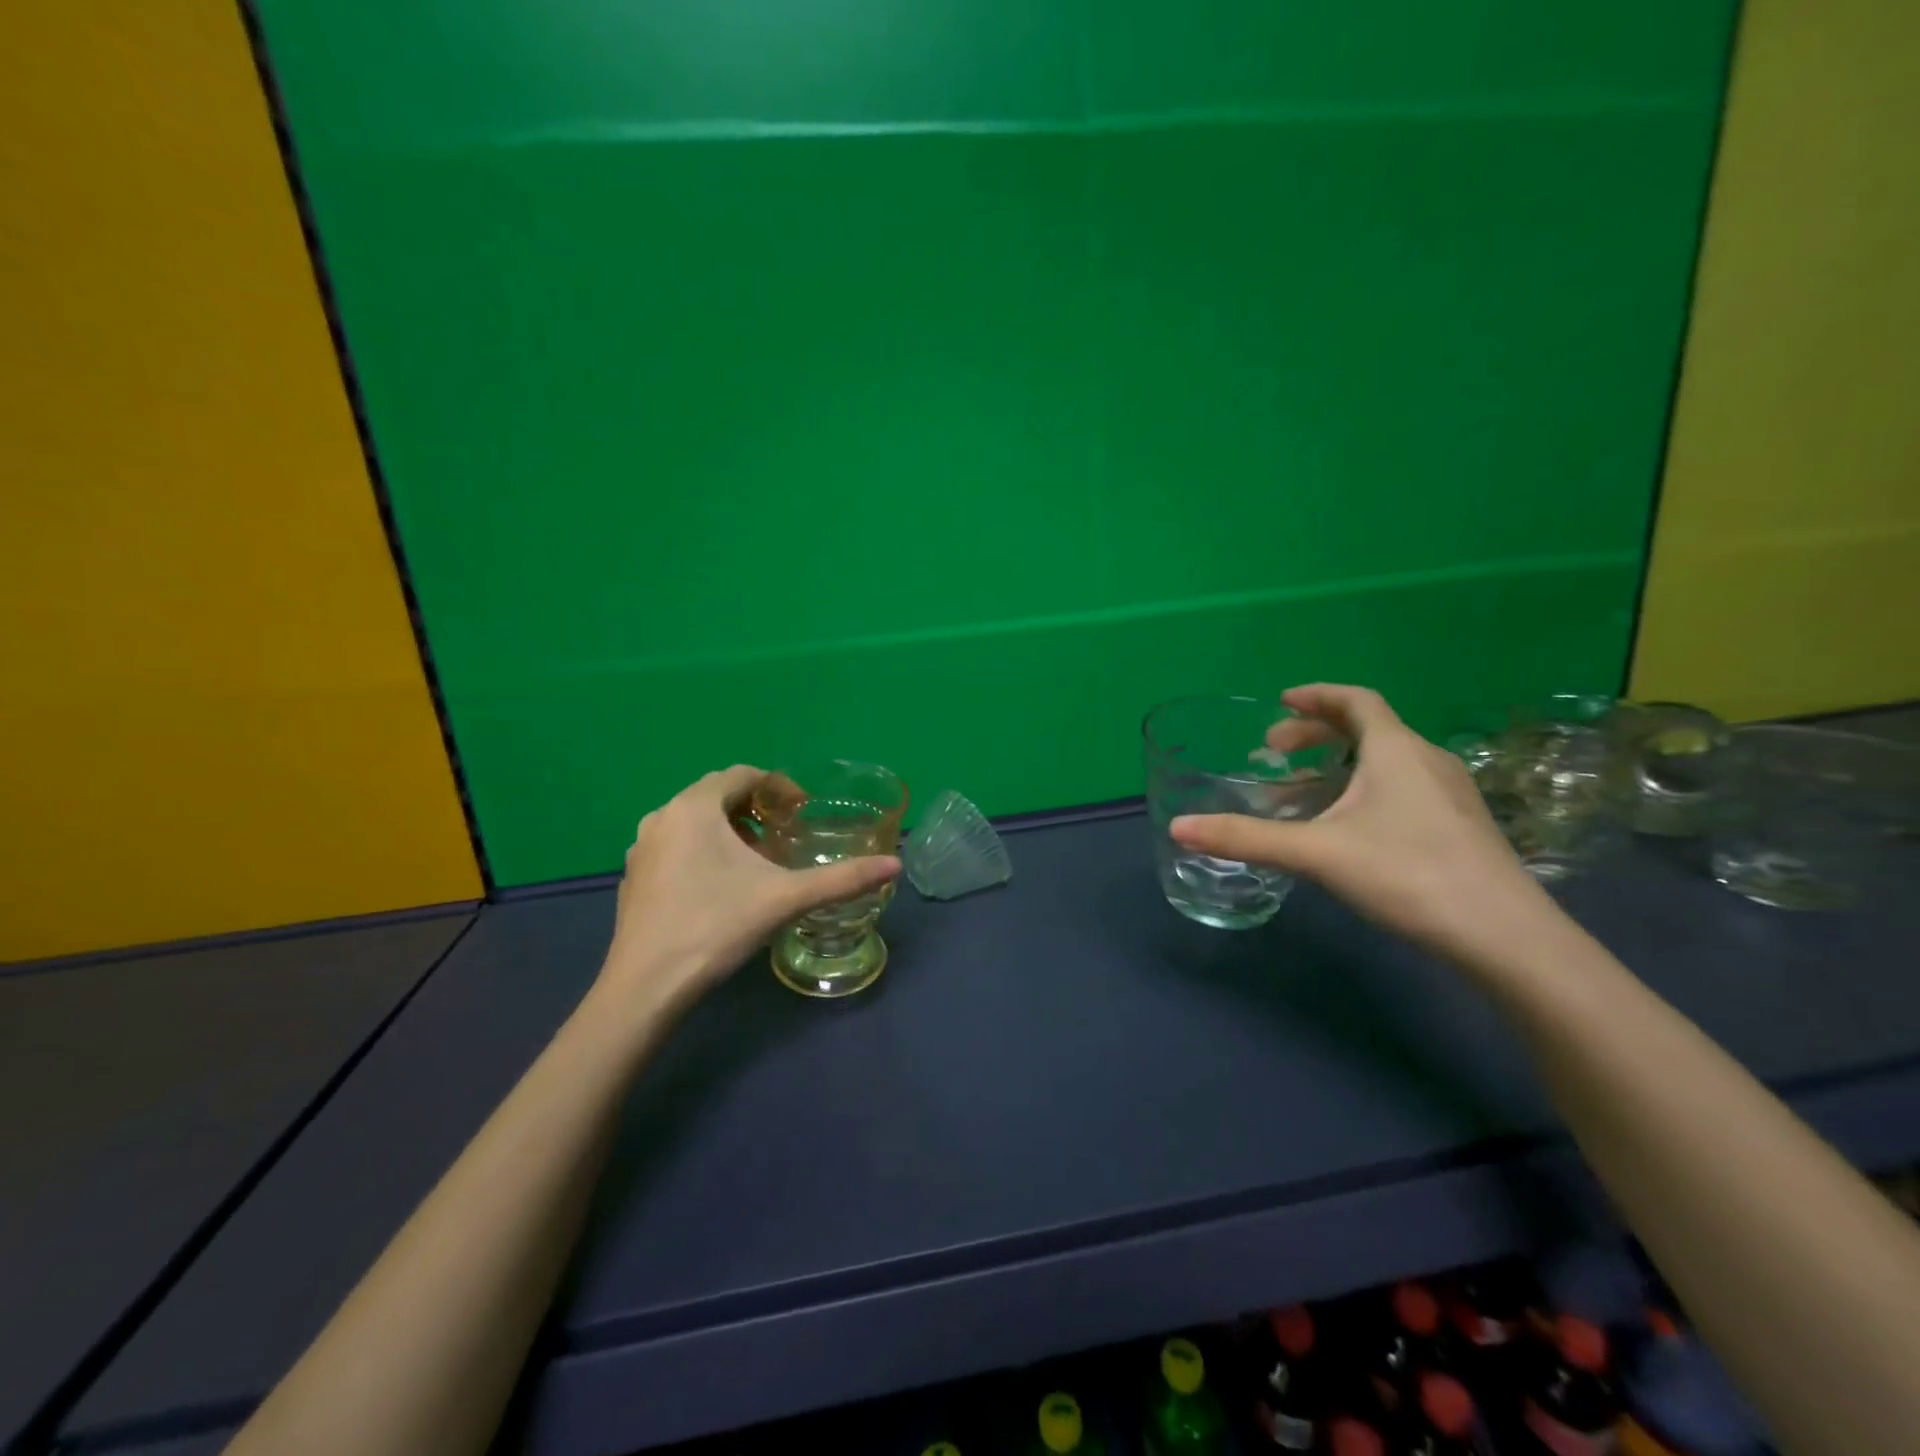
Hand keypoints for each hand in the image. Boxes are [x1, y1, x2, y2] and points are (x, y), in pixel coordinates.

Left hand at [598, 766, 899, 1009]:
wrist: (646, 987)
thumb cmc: (716, 927)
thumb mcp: (787, 898)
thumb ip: (843, 879)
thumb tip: (894, 865)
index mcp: (695, 807)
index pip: (743, 774)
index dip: (779, 786)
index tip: (803, 810)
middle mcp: (662, 816)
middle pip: (717, 795)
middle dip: (756, 809)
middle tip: (785, 835)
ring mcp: (642, 848)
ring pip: (694, 821)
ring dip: (729, 830)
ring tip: (757, 861)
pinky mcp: (634, 877)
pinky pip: (675, 845)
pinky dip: (703, 850)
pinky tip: (720, 888)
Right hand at [1170, 684, 1563, 972]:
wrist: (1506, 937)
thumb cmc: (1407, 874)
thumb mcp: (1316, 852)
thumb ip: (1246, 838)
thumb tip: (1178, 828)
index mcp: (1395, 749)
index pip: (1355, 700)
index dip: (1316, 697)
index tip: (1280, 703)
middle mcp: (1426, 760)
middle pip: (1367, 729)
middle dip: (1315, 736)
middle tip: (1273, 755)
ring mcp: (1449, 794)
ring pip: (1384, 762)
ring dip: (1337, 767)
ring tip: (1299, 793)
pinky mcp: (1460, 826)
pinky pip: (1400, 787)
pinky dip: (1362, 790)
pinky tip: (1345, 828)